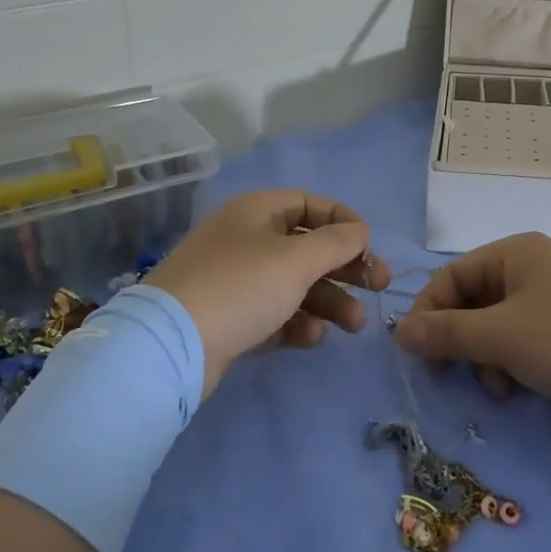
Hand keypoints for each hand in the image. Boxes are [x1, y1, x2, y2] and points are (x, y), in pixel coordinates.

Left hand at [146, 190, 388, 396]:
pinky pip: (275, 313)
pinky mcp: (230, 318)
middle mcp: (246, 239)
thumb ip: (337, 242)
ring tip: (355, 325)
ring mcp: (236, 280)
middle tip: (379, 287)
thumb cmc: (240, 287)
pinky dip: (297, 321)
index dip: (345, 222)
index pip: (311, 205)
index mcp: (257, 212)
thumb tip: (361, 230)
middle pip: (307, 247)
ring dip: (328, 301)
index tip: (370, 247)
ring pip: (295, 284)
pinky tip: (312, 337)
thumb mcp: (296, 259)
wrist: (170, 346)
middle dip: (345, 268)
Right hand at [394, 232, 550, 424]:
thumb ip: (447, 334)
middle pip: (476, 301)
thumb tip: (399, 331)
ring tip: (504, 389)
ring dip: (491, 358)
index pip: (451, 277)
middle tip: (457, 377)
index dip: (429, 314)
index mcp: (513, 253)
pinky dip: (520, 362)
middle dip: (464, 342)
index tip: (417, 355)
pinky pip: (531, 338)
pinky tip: (528, 388)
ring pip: (502, 325)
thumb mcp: (502, 337)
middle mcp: (534, 266)